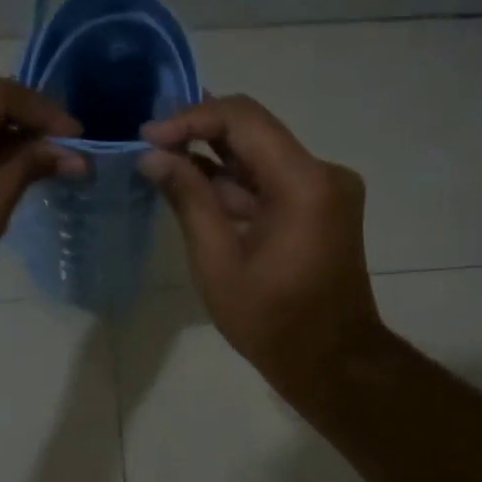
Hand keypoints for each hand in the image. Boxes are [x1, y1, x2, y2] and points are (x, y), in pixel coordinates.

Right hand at [140, 94, 384, 399]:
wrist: (332, 363)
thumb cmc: (272, 321)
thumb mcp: (218, 262)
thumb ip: (188, 200)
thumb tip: (153, 156)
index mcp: (305, 182)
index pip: (244, 119)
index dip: (191, 118)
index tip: (149, 137)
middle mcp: (324, 173)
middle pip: (256, 132)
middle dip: (200, 134)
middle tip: (150, 143)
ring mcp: (327, 190)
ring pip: (263, 157)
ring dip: (216, 160)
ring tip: (163, 162)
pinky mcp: (323, 208)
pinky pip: (274, 182)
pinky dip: (237, 185)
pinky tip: (197, 188)